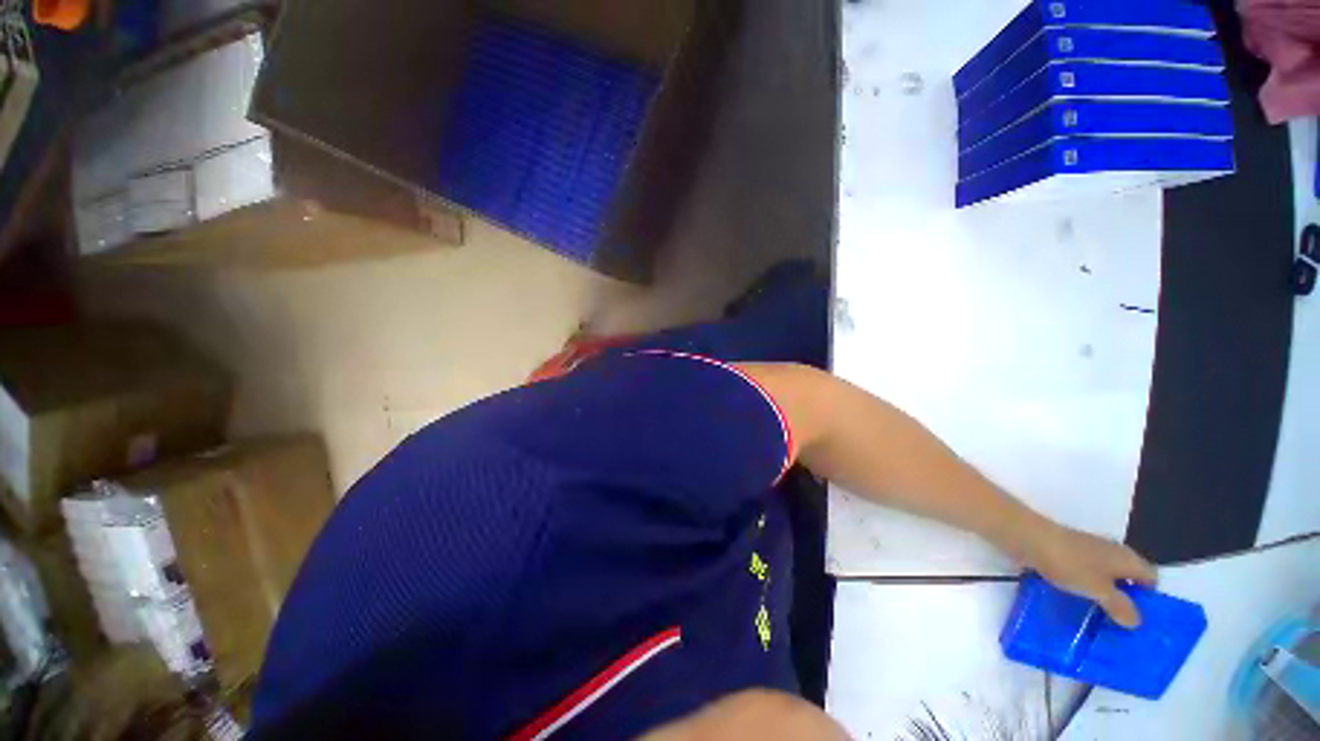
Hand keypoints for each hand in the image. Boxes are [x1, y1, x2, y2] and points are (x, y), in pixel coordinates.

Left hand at [1018, 522, 1157, 627]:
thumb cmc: (1070, 563)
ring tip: (1101, 626)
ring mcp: (1086, 554)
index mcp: (1127, 558)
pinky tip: (1077, 609)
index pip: (1151, 578)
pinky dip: (1082, 592)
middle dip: (1126, 603)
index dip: (1151, 599)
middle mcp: (1111, 553)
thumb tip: (1137, 621)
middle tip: (1123, 630)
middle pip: (1127, 580)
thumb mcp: (1100, 589)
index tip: (1145, 623)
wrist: (1028, 539)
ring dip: (1103, 599)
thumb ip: (1120, 606)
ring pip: (1103, 580)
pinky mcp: (1065, 556)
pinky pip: (1081, 578)